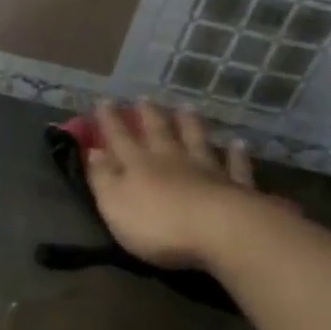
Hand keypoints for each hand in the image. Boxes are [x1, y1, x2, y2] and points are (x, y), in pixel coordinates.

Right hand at [84, 101, 262, 269]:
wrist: (219, 231)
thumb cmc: (157, 223)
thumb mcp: (114, 203)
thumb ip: (102, 177)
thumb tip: (93, 151)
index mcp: (138, 164)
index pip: (119, 138)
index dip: (110, 121)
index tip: (104, 101)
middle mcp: (172, 160)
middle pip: (159, 132)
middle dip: (149, 115)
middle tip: (145, 98)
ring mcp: (206, 170)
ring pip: (196, 141)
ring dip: (190, 124)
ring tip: (186, 107)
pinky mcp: (234, 187)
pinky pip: (235, 166)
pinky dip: (236, 154)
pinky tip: (238, 143)